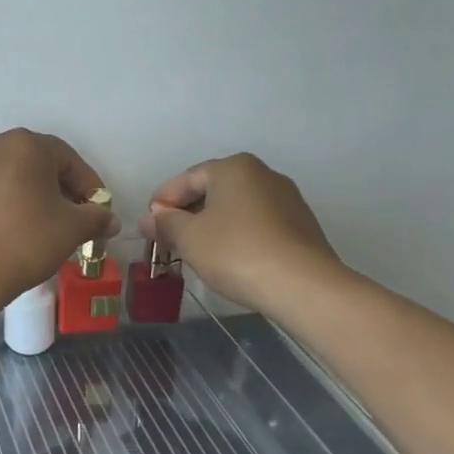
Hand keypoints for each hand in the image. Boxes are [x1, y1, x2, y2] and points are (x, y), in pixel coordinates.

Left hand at [0, 130, 119, 310]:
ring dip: (8, 192)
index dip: (85, 185)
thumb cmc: (23, 243)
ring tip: (15, 225)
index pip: (66, 159)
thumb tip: (109, 218)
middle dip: (45, 187)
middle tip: (56, 219)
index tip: (93, 211)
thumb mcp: (70, 230)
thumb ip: (95, 218)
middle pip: (26, 162)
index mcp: (25, 145)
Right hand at [139, 154, 339, 308]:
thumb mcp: (189, 238)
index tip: (149, 228)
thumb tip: (149, 219)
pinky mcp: (301, 225)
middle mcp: (262, 174)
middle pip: (212, 191)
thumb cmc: (236, 252)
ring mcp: (287, 199)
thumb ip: (165, 224)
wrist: (303, 286)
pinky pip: (258, 224)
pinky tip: (230, 260)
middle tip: (169, 241)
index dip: (162, 203)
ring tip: (197, 253)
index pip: (185, 179)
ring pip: (236, 208)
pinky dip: (238, 236)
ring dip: (212, 226)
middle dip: (188, 214)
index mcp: (233, 167)